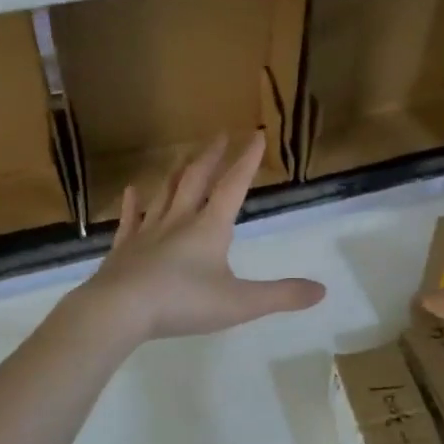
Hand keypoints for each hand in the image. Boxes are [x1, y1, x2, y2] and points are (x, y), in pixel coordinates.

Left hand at [79, 132, 325, 344]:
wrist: (121, 309)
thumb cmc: (184, 302)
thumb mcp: (240, 303)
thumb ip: (281, 295)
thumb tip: (322, 290)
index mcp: (209, 227)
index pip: (233, 186)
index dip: (247, 161)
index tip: (256, 135)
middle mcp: (179, 220)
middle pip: (197, 179)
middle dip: (211, 156)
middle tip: (220, 135)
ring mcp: (148, 232)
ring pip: (165, 193)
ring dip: (178, 172)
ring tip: (185, 155)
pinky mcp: (124, 248)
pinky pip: (131, 219)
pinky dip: (133, 204)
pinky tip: (133, 191)